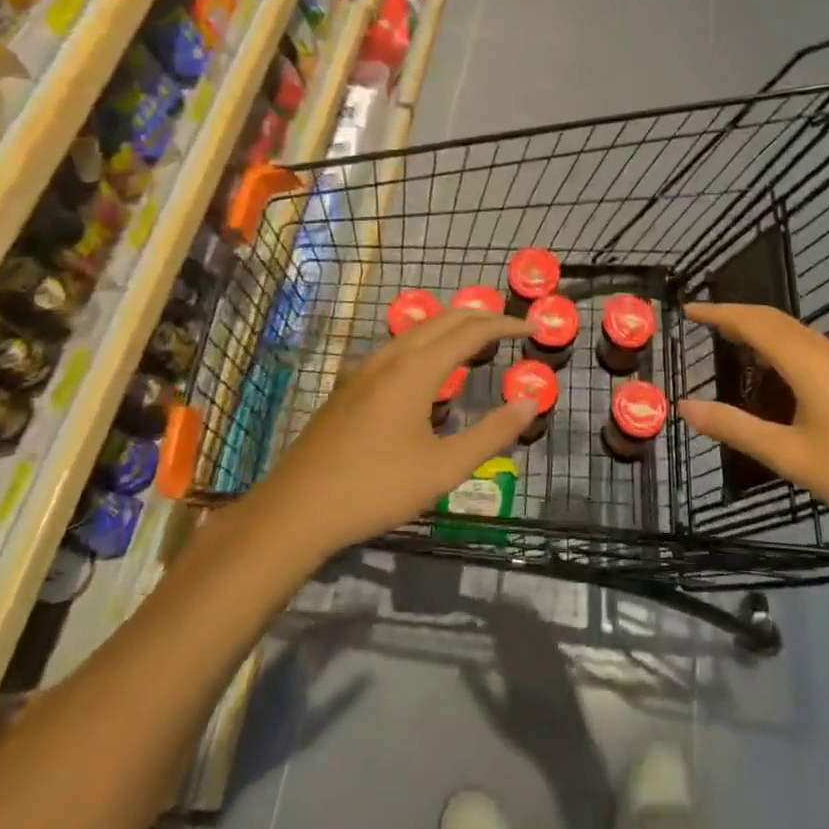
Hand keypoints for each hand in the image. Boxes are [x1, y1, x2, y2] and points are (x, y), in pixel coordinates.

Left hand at [253, 310, 534, 558]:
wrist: (296, 511)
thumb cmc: (376, 489)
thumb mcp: (444, 468)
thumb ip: (492, 433)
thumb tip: (530, 401)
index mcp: (416, 370)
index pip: (471, 331)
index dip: (505, 325)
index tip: (532, 327)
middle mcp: (390, 358)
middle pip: (443, 320)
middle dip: (481, 317)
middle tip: (511, 328)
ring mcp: (364, 370)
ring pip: (416, 330)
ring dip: (451, 327)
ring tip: (476, 342)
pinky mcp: (349, 386)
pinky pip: (397, 347)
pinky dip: (426, 343)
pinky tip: (427, 371)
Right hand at [676, 303, 828, 540]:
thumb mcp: (790, 455)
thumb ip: (736, 428)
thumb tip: (685, 407)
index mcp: (807, 361)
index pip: (753, 322)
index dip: (718, 313)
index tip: (687, 310)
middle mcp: (826, 350)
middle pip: (773, 319)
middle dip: (736, 315)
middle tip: (701, 321)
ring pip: (793, 331)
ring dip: (759, 328)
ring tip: (729, 340)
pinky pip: (807, 346)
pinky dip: (778, 344)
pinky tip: (773, 372)